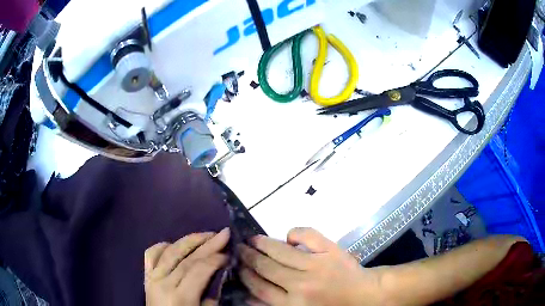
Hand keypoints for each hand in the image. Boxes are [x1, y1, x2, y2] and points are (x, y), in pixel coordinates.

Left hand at [144, 228, 229, 305]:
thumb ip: (211, 296)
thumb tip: (218, 275)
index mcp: (180, 297)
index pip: (199, 270)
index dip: (216, 259)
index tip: (229, 253)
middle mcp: (164, 283)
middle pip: (187, 258)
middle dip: (208, 244)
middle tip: (223, 233)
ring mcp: (152, 278)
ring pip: (169, 251)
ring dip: (189, 240)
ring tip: (206, 234)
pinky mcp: (146, 277)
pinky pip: (151, 255)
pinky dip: (163, 246)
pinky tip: (174, 244)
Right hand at [238, 227, 384, 305]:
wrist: (364, 296)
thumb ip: (273, 305)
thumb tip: (246, 296)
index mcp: (292, 304)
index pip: (259, 286)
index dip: (245, 274)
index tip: (237, 265)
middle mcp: (301, 284)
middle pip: (265, 266)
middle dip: (248, 256)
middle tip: (239, 248)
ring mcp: (317, 264)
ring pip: (280, 250)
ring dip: (262, 242)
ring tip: (252, 239)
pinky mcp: (331, 250)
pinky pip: (306, 235)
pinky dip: (294, 232)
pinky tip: (287, 237)